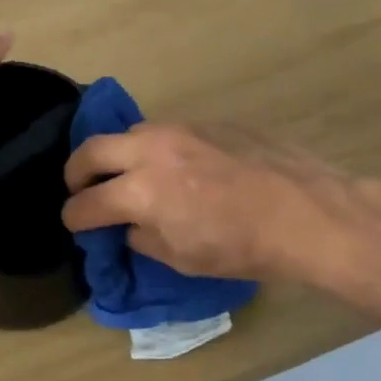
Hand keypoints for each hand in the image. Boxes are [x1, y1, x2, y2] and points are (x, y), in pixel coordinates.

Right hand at [61, 123, 353, 283]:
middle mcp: (151, 151)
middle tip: (79, 187)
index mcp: (141, 191)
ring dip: (117, 155)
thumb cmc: (242, 247)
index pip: (87, 202)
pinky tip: (176, 167)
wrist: (306, 212)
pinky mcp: (206, 122)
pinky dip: (154, 150)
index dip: (74, 216)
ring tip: (128, 174)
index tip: (74, 222)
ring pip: (129, 135)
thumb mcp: (182, 258)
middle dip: (76, 172)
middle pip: (92, 150)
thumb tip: (128, 225)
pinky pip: (165, 132)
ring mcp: (179, 130)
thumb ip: (142, 237)